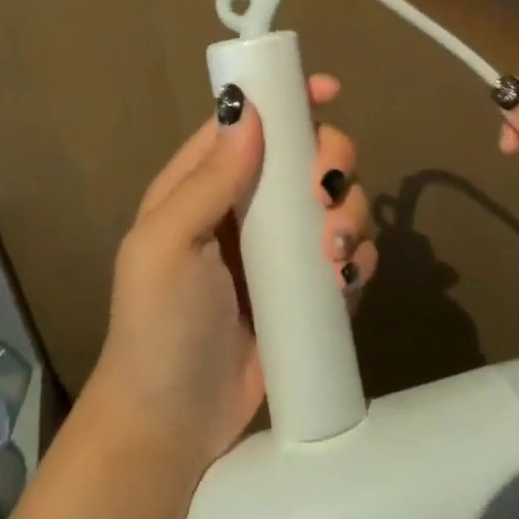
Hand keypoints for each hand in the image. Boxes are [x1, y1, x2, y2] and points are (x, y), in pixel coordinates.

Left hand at [88, 75, 374, 476]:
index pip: (253, 121)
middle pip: (309, 154)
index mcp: (206, 184)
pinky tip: (346, 278)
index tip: (328, 90)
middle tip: (323, 196)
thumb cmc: (158, 328)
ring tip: (331, 257)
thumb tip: (249, 109)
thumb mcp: (165, 247)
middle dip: (330, 164)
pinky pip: (352, 253)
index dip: (289, 97)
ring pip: (339, 200)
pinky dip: (359, 256)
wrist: (174, 428)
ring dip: (350, 215)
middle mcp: (250, 205)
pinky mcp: (311, 289)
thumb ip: (207, 179)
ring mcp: (284, 248)